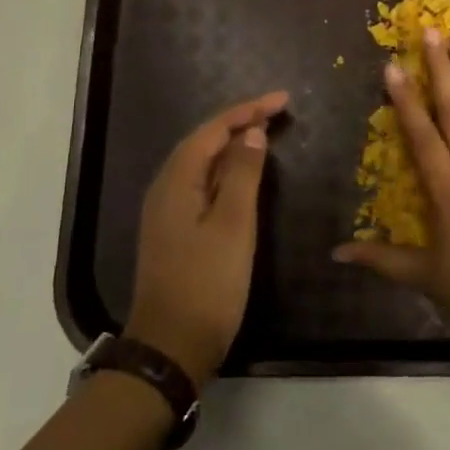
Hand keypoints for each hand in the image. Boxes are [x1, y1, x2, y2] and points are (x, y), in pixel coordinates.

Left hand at [125, 91, 287, 385]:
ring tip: (265, 133)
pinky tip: (243, 176)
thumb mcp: (233, 226)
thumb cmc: (207, 284)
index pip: (212, 130)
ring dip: (232, 145)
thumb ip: (242, 175)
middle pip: (203, 142)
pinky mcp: (174, 231)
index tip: (283, 101)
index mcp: (176, 181)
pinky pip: (201, 185)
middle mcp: (165, 189)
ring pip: (201, 164)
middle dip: (239, 122)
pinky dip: (225, 171)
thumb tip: (251, 134)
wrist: (171, 348)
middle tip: (277, 113)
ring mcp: (167, 212)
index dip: (247, 110)